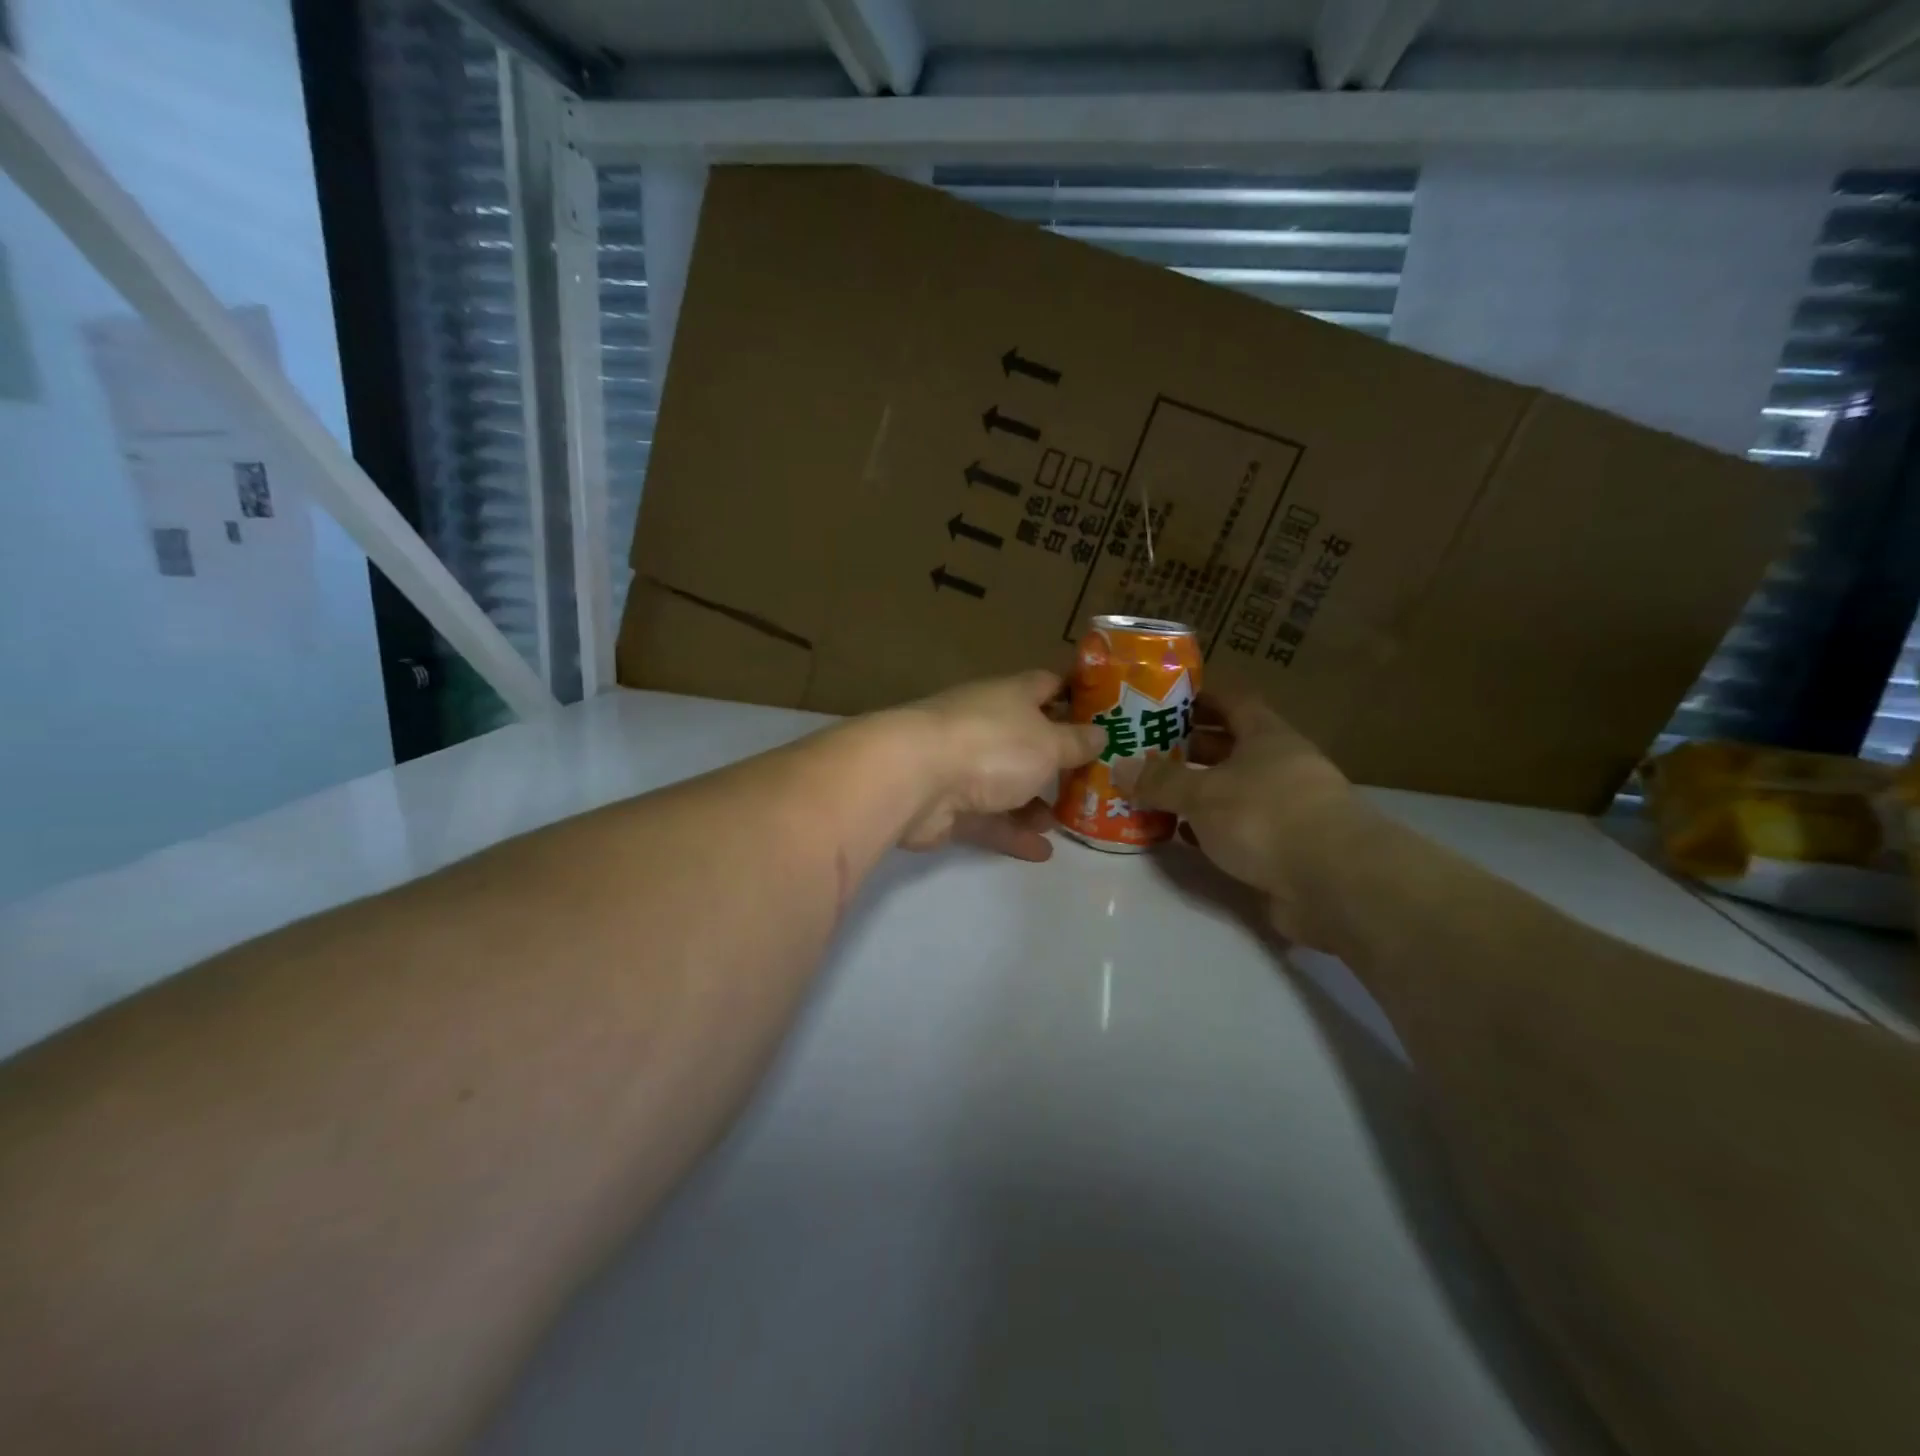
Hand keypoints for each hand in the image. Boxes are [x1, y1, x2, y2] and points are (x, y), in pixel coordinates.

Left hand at [887, 671, 1105, 861]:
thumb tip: (1100, 732)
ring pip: (1006, 782)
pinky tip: (1042, 852)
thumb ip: (1076, 742)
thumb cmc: (992, 746)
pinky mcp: (947, 804)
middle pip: (1026, 738)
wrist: (914, 778)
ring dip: (1034, 802)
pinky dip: (1012, 833)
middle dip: (1056, 759)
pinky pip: (988, 818)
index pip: (1046, 685)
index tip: (1102, 713)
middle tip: (1090, 781)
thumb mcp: (1049, 743)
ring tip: (1065, 822)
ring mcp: (962, 764)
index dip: (1074, 695)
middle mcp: (985, 724)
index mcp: (1010, 696)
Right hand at [1133, 690, 1366, 943]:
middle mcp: (1281, 766)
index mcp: (1267, 737)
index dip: (1201, 696)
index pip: (1233, 701)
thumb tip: (1120, 766)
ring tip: (1153, 791)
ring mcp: (1287, 808)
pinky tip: (1182, 834)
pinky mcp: (1286, 847)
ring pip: (1234, 789)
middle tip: (1146, 748)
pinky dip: (1211, 828)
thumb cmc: (1265, 817)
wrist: (1335, 883)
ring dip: (1198, 790)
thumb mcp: (1202, 793)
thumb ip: (1160, 780)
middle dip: (1190, 746)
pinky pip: (1239, 827)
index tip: (1165, 698)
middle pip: (1231, 746)